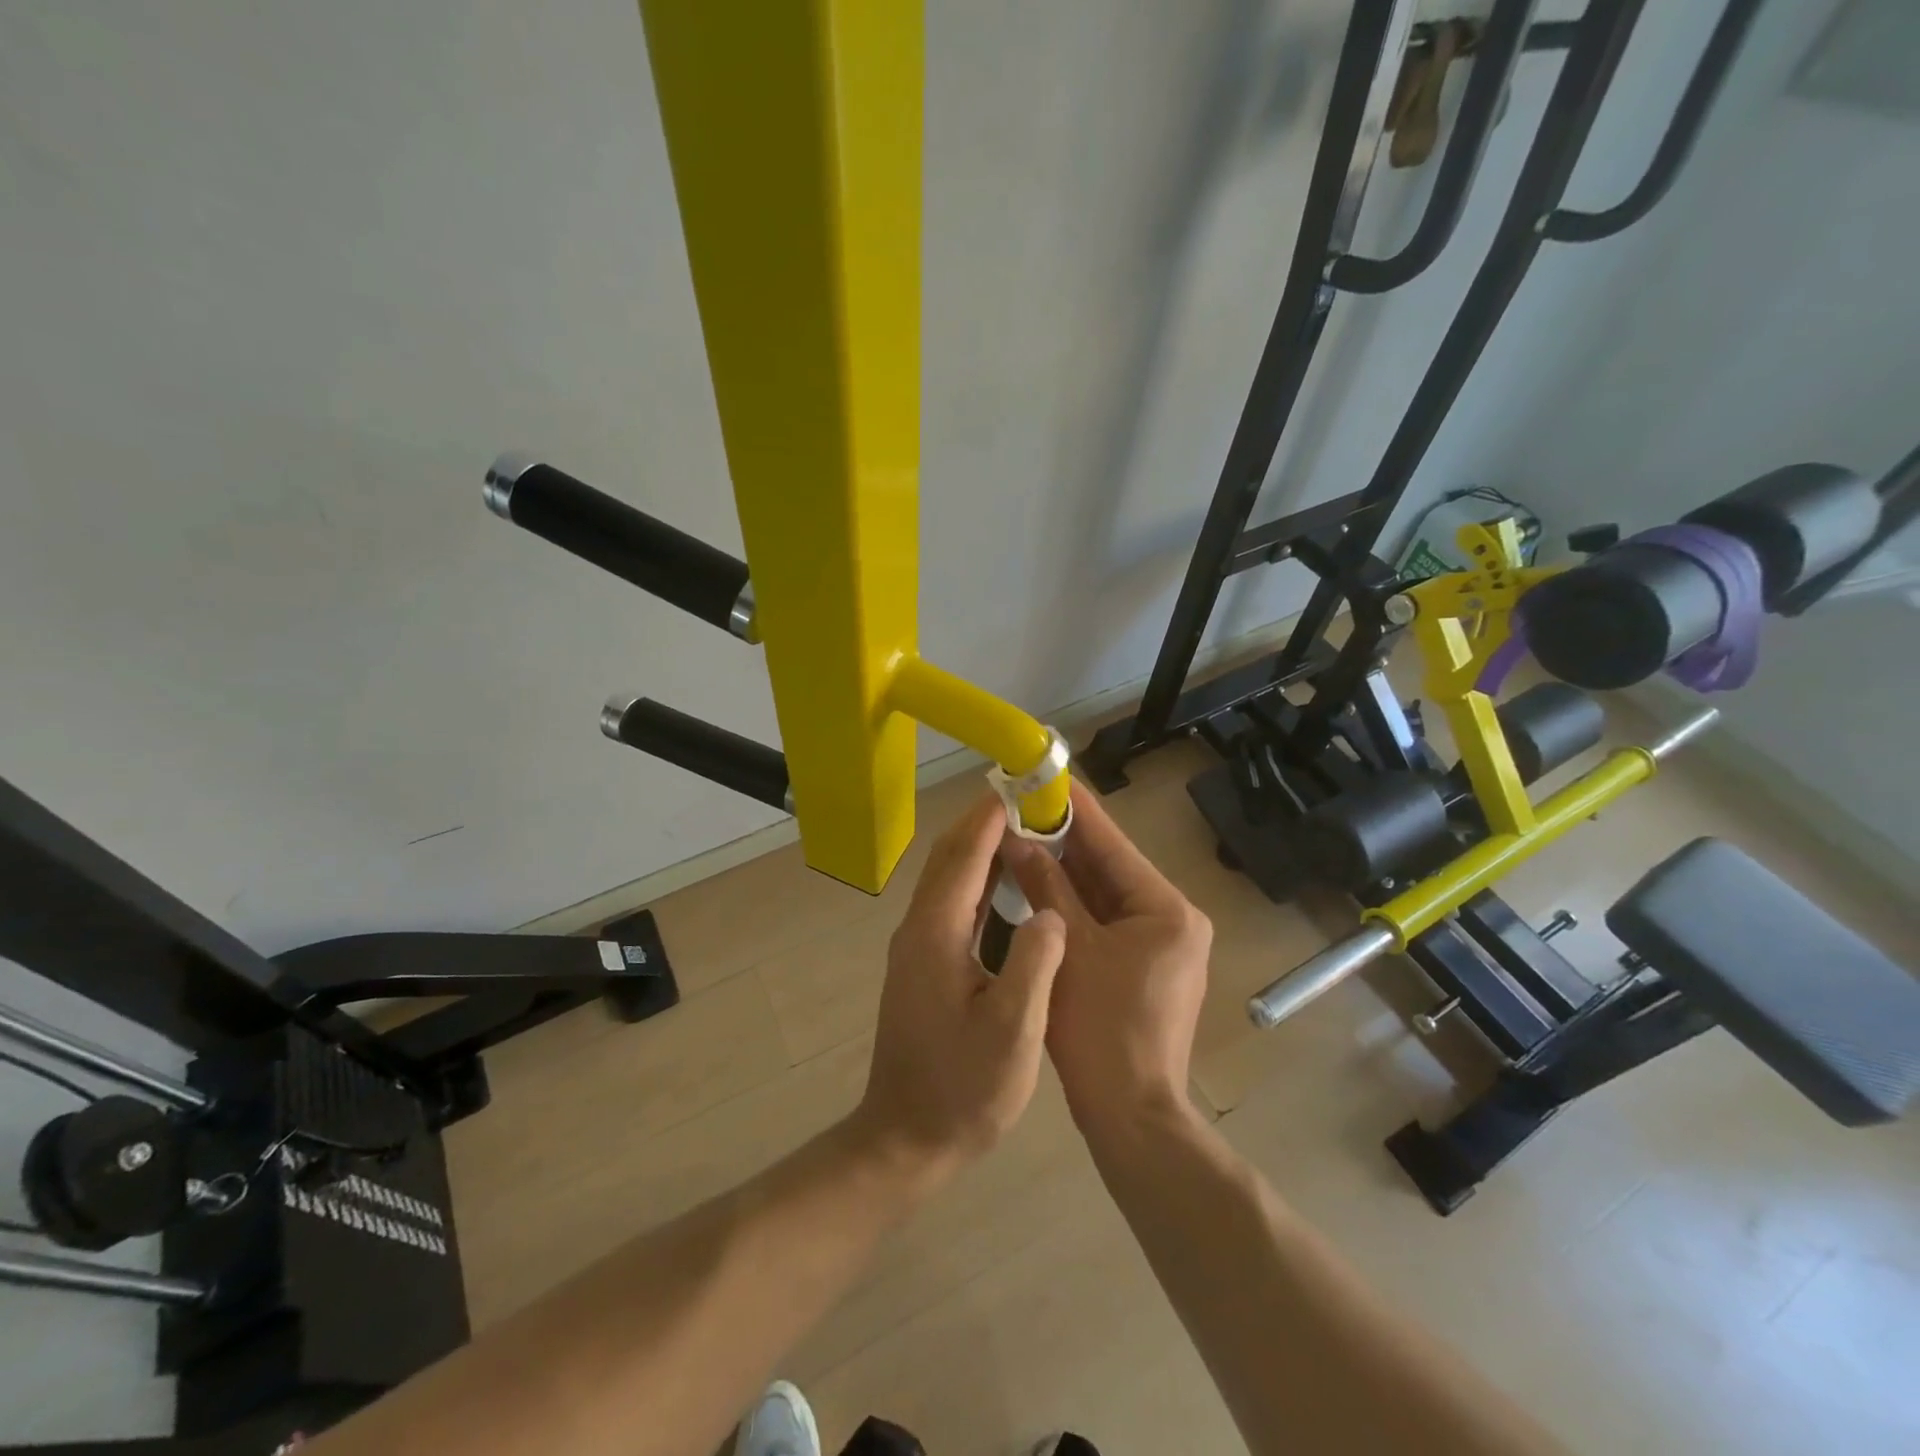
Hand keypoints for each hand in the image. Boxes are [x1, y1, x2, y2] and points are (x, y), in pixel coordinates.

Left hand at [851, 794, 1066, 1187]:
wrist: (906, 1138)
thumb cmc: (962, 1091)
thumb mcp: (1012, 1033)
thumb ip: (1034, 965)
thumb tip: (1052, 914)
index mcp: (936, 934)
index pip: (965, 855)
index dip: (993, 817)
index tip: (1025, 787)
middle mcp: (919, 928)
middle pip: (949, 856)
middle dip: (987, 822)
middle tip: (1033, 803)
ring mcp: (917, 946)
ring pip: (948, 877)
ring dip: (982, 847)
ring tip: (1028, 832)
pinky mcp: (923, 963)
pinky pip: (951, 903)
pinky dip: (978, 879)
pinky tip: (1008, 885)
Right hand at [1003, 780, 1211, 1138]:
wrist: (1130, 1118)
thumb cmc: (1101, 1030)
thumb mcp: (1070, 949)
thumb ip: (1046, 888)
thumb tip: (1018, 841)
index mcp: (1167, 910)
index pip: (1114, 845)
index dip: (1077, 809)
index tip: (1048, 776)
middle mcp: (1175, 920)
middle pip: (1111, 868)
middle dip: (1066, 841)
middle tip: (1025, 806)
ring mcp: (1164, 946)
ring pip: (1107, 896)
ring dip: (1067, 872)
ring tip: (1025, 834)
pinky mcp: (1148, 968)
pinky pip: (1107, 923)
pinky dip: (1075, 906)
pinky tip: (1040, 884)